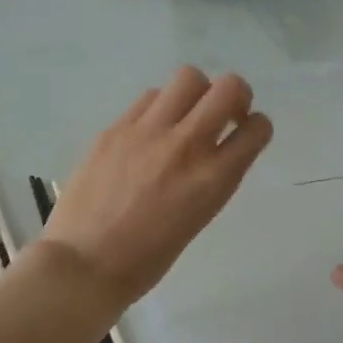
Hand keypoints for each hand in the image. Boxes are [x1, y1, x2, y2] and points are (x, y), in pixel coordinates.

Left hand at [42, 67, 272, 307]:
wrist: (85, 264)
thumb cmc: (148, 258)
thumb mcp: (199, 217)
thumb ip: (213, 178)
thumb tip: (216, 151)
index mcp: (214, 179)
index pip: (257, 128)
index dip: (257, 127)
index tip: (245, 133)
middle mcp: (187, 145)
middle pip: (229, 87)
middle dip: (236, 96)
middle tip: (224, 114)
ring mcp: (148, 132)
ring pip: (188, 78)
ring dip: (196, 94)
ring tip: (183, 117)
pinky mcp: (115, 128)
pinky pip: (149, 98)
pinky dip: (159, 108)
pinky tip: (149, 131)